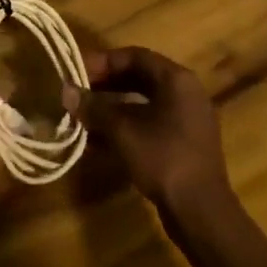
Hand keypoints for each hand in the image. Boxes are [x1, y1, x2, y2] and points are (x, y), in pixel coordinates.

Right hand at [75, 47, 231, 219]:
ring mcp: (187, 119)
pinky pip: (151, 123)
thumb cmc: (162, 158)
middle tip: (78, 92)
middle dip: (106, 83)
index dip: (103, 61)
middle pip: (140, 77)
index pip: (135, 56)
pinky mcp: (184, 143)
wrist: (200, 210)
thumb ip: (94, 108)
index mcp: (176, 79)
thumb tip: (66, 91)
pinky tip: (100, 140)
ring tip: (84, 116)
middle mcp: (186, 92)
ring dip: (113, 107)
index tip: (77, 71)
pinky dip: (126, 126)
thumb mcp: (123, 130)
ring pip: (144, 102)